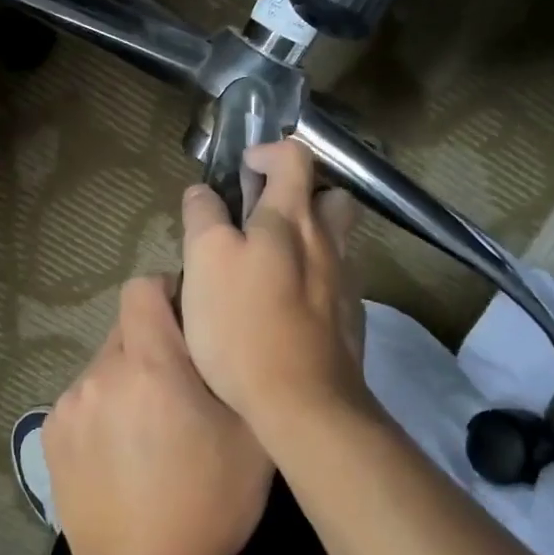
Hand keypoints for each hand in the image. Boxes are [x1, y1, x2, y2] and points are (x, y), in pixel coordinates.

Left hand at [42, 275, 272, 554]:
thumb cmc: (208, 504)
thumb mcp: (250, 436)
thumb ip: (234, 370)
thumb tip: (219, 335)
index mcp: (148, 365)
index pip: (142, 288)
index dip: (168, 293)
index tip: (190, 320)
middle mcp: (99, 373)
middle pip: (125, 328)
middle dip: (153, 343)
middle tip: (181, 385)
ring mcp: (68, 404)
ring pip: (104, 366)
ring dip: (128, 379)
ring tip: (150, 426)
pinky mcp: (50, 434)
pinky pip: (84, 398)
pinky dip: (104, 408)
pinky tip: (121, 451)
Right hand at [179, 140, 367, 438]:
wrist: (303, 402)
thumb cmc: (243, 326)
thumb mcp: (205, 262)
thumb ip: (204, 219)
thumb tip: (203, 192)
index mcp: (291, 219)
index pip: (294, 157)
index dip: (267, 152)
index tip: (242, 170)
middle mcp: (327, 242)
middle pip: (331, 196)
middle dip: (302, 194)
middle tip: (265, 216)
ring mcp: (345, 282)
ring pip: (336, 240)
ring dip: (310, 237)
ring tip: (271, 263)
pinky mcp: (350, 319)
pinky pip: (335, 281)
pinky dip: (313, 278)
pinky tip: (287, 306)